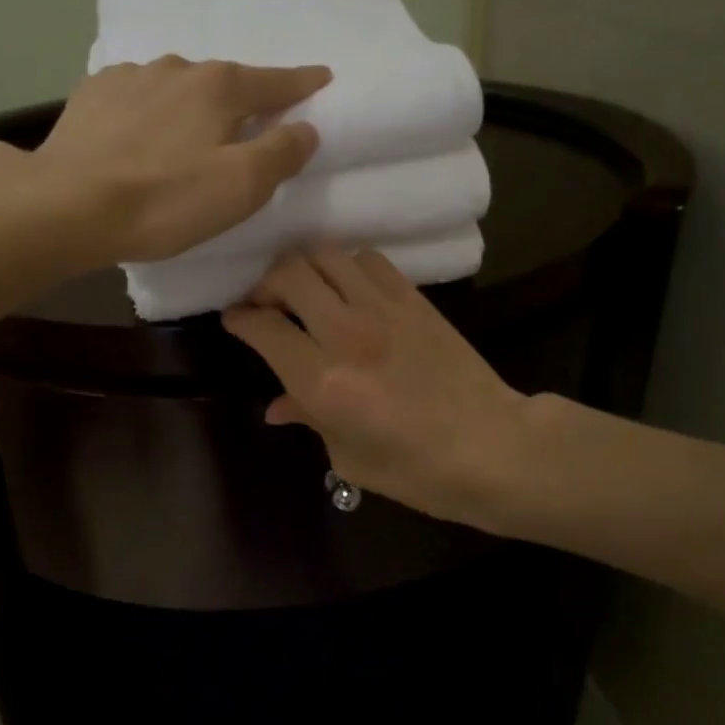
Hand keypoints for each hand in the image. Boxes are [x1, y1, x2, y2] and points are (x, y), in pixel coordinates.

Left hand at [34, 57, 330, 264]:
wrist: (66, 205)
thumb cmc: (164, 200)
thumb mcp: (240, 187)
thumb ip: (281, 153)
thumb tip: (306, 128)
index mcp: (219, 87)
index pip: (276, 82)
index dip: (303, 83)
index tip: (322, 77)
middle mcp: (177, 68)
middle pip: (224, 82)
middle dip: (241, 98)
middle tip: (248, 123)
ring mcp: (129, 77)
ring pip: (176, 85)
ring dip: (190, 103)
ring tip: (187, 131)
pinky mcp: (91, 95)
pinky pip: (135, 95)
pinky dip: (148, 108)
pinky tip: (137, 130)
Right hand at [222, 246, 544, 529]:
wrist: (491, 446)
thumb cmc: (414, 468)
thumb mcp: (347, 455)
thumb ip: (308, 417)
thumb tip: (277, 406)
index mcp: (322, 380)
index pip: (263, 327)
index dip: (239, 318)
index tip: (233, 318)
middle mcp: (346, 333)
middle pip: (288, 274)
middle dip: (265, 284)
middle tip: (266, 303)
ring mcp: (383, 309)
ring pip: (327, 255)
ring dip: (305, 268)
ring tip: (304, 289)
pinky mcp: (413, 299)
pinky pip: (369, 261)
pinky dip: (347, 267)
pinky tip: (349, 289)